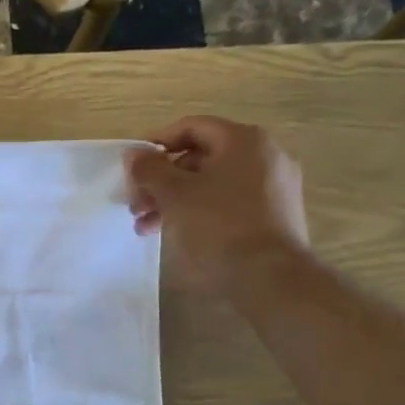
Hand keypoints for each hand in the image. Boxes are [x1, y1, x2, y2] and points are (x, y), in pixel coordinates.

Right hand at [124, 116, 308, 293]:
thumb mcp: (174, 194)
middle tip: (135, 204)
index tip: (132, 168)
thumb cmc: (219, 224)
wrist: (270, 277)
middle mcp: (264, 155)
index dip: (155, 144)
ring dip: (173, 199)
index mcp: (243, 140)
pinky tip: (174, 232)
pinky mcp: (273, 213)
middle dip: (160, 181)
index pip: (190, 128)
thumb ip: (149, 169)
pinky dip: (198, 210)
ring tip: (145, 226)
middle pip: (199, 157)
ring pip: (210, 182)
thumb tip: (134, 154)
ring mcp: (272, 185)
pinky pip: (227, 200)